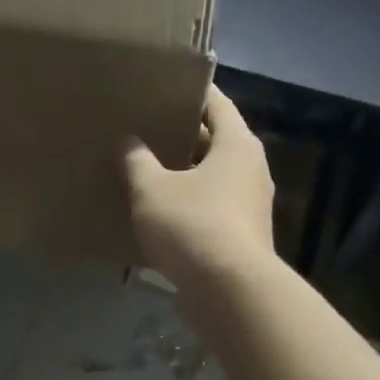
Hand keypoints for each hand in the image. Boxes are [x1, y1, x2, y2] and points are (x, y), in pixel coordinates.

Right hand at [121, 85, 275, 292]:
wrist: (229, 292)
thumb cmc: (193, 226)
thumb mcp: (152, 189)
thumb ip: (137, 161)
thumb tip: (127, 141)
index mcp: (237, 145)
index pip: (217, 104)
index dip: (190, 94)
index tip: (164, 88)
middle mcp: (252, 170)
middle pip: (215, 143)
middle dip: (183, 138)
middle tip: (146, 130)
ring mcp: (251, 206)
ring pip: (213, 180)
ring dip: (185, 176)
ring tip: (147, 172)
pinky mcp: (242, 238)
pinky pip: (212, 211)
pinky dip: (190, 207)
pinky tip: (160, 215)